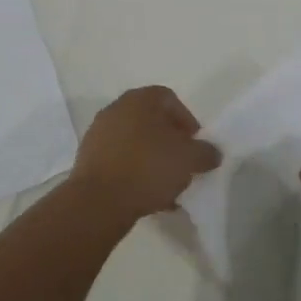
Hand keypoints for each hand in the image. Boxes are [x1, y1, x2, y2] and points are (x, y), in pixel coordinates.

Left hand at [69, 86, 219, 227]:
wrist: (98, 201)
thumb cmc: (148, 168)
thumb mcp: (189, 159)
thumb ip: (206, 152)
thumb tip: (212, 152)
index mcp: (139, 100)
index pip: (169, 99)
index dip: (187, 120)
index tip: (195, 144)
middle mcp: (116, 110)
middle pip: (151, 121)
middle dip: (170, 142)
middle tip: (183, 164)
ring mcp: (98, 135)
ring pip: (136, 144)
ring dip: (154, 160)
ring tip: (168, 186)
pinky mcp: (88, 161)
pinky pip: (120, 162)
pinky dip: (136, 174)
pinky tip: (149, 197)